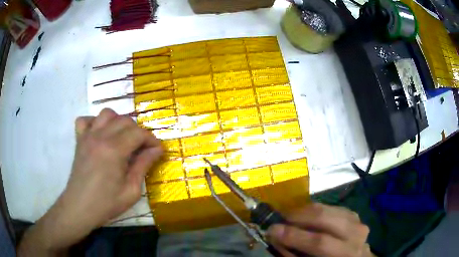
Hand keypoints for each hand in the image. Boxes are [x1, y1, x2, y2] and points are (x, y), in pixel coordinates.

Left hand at [18, 108, 163, 255]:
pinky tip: (100, 134)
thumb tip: (156, 150)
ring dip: (118, 122)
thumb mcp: (131, 190)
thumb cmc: (106, 203)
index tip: (157, 150)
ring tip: (122, 138)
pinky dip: (94, 122)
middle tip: (142, 148)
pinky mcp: (80, 140)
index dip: (151, 139)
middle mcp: (101, 136)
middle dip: (138, 132)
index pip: (138, 133)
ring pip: (107, 114)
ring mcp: (88, 136)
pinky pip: (85, 120)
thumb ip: (143, 166)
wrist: (80, 207)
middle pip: (125, 120)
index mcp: (114, 150)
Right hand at [267, 203, 371, 256]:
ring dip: (306, 210)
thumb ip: (295, 253)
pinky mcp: (354, 214)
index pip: (319, 243)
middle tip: (280, 217)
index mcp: (344, 255)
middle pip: (326, 219)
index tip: (272, 230)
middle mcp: (355, 235)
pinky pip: (332, 207)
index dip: (294, 236)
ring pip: (329, 209)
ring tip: (290, 215)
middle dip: (299, 216)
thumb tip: (277, 237)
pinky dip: (317, 210)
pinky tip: (307, 215)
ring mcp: (357, 222)